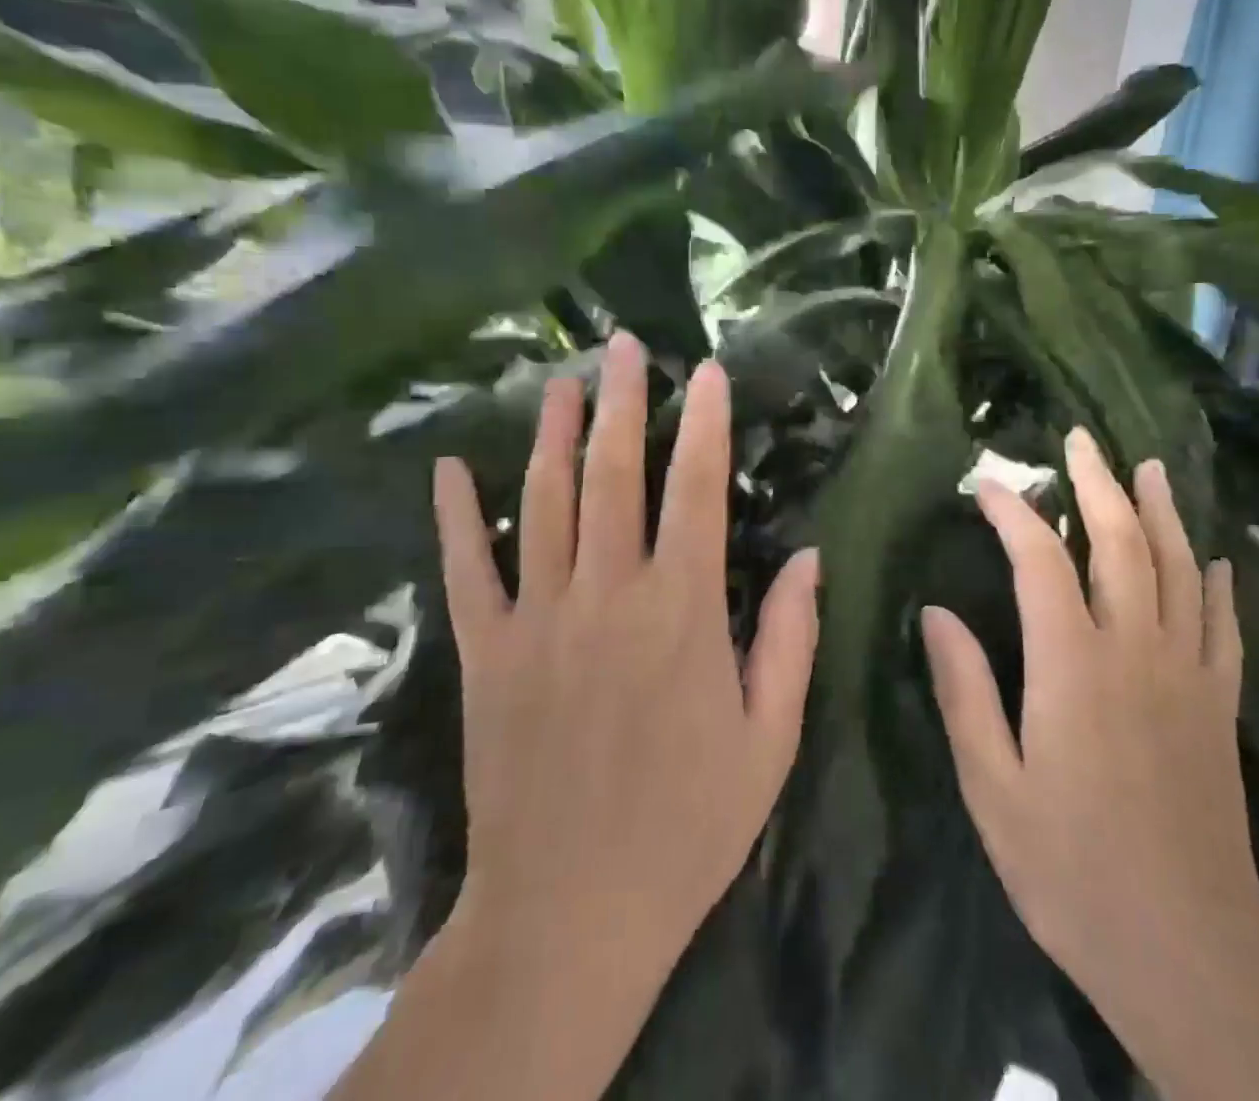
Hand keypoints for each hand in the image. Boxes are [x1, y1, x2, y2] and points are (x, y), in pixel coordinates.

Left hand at [436, 332, 818, 967]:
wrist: (571, 912)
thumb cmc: (689, 824)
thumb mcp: (770, 738)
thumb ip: (791, 638)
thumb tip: (810, 555)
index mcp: (683, 611)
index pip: (698, 492)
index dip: (706, 426)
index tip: (708, 373)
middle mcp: (606, 595)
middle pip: (614, 475)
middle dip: (623, 403)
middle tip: (624, 346)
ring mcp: (536, 620)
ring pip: (542, 504)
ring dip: (552, 435)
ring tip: (559, 381)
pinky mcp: (484, 653)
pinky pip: (464, 570)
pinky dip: (454, 516)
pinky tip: (448, 466)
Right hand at [920, 433, 1258, 1006]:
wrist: (1188, 952)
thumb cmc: (1070, 870)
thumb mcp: (991, 787)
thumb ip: (963, 691)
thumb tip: (935, 612)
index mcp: (1072, 666)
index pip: (1041, 561)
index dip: (1015, 513)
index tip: (989, 486)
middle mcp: (1136, 652)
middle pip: (1122, 544)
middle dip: (1098, 484)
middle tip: (1081, 440)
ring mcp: (1188, 676)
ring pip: (1180, 570)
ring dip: (1162, 512)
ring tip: (1148, 468)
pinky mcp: (1221, 707)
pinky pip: (1223, 625)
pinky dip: (1217, 582)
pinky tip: (1214, 556)